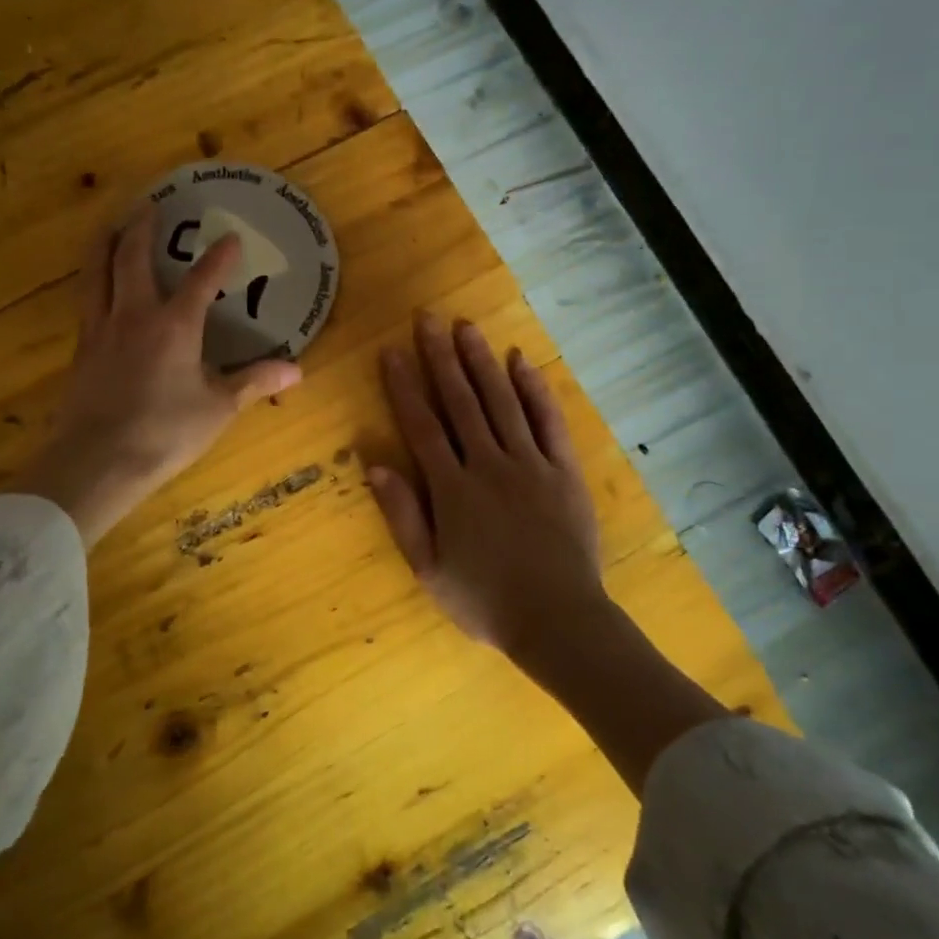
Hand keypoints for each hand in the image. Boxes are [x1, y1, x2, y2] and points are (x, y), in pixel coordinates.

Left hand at [14, 211, 302, 544]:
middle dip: (143, 228)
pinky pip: (86, 301)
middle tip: (150, 205)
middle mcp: (134, 315)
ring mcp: (100, 330)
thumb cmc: (165, 432)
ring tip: (110, 226)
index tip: (231, 238)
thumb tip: (297, 370)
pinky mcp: (80, 349)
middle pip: (132, 258)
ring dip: (104, 244)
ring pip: (96, 272)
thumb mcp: (218, 408)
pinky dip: (93, 280)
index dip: (219, 257)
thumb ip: (254, 382)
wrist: (97, 460)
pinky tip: (96, 286)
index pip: (201, 280)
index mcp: (174, 325)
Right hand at [367, 314, 607, 662]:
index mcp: (451, 488)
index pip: (422, 425)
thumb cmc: (484, 600)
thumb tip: (374, 464)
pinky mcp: (563, 470)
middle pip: (460, 401)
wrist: (558, 620)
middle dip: (440, 357)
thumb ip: (402, 514)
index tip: (392, 351)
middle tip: (427, 318)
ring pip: (501, 401)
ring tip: (466, 327)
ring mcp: (529, 463)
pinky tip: (521, 362)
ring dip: (481, 361)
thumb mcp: (428, 568)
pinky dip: (535, 389)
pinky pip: (548, 421)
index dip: (404, 386)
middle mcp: (488, 463)